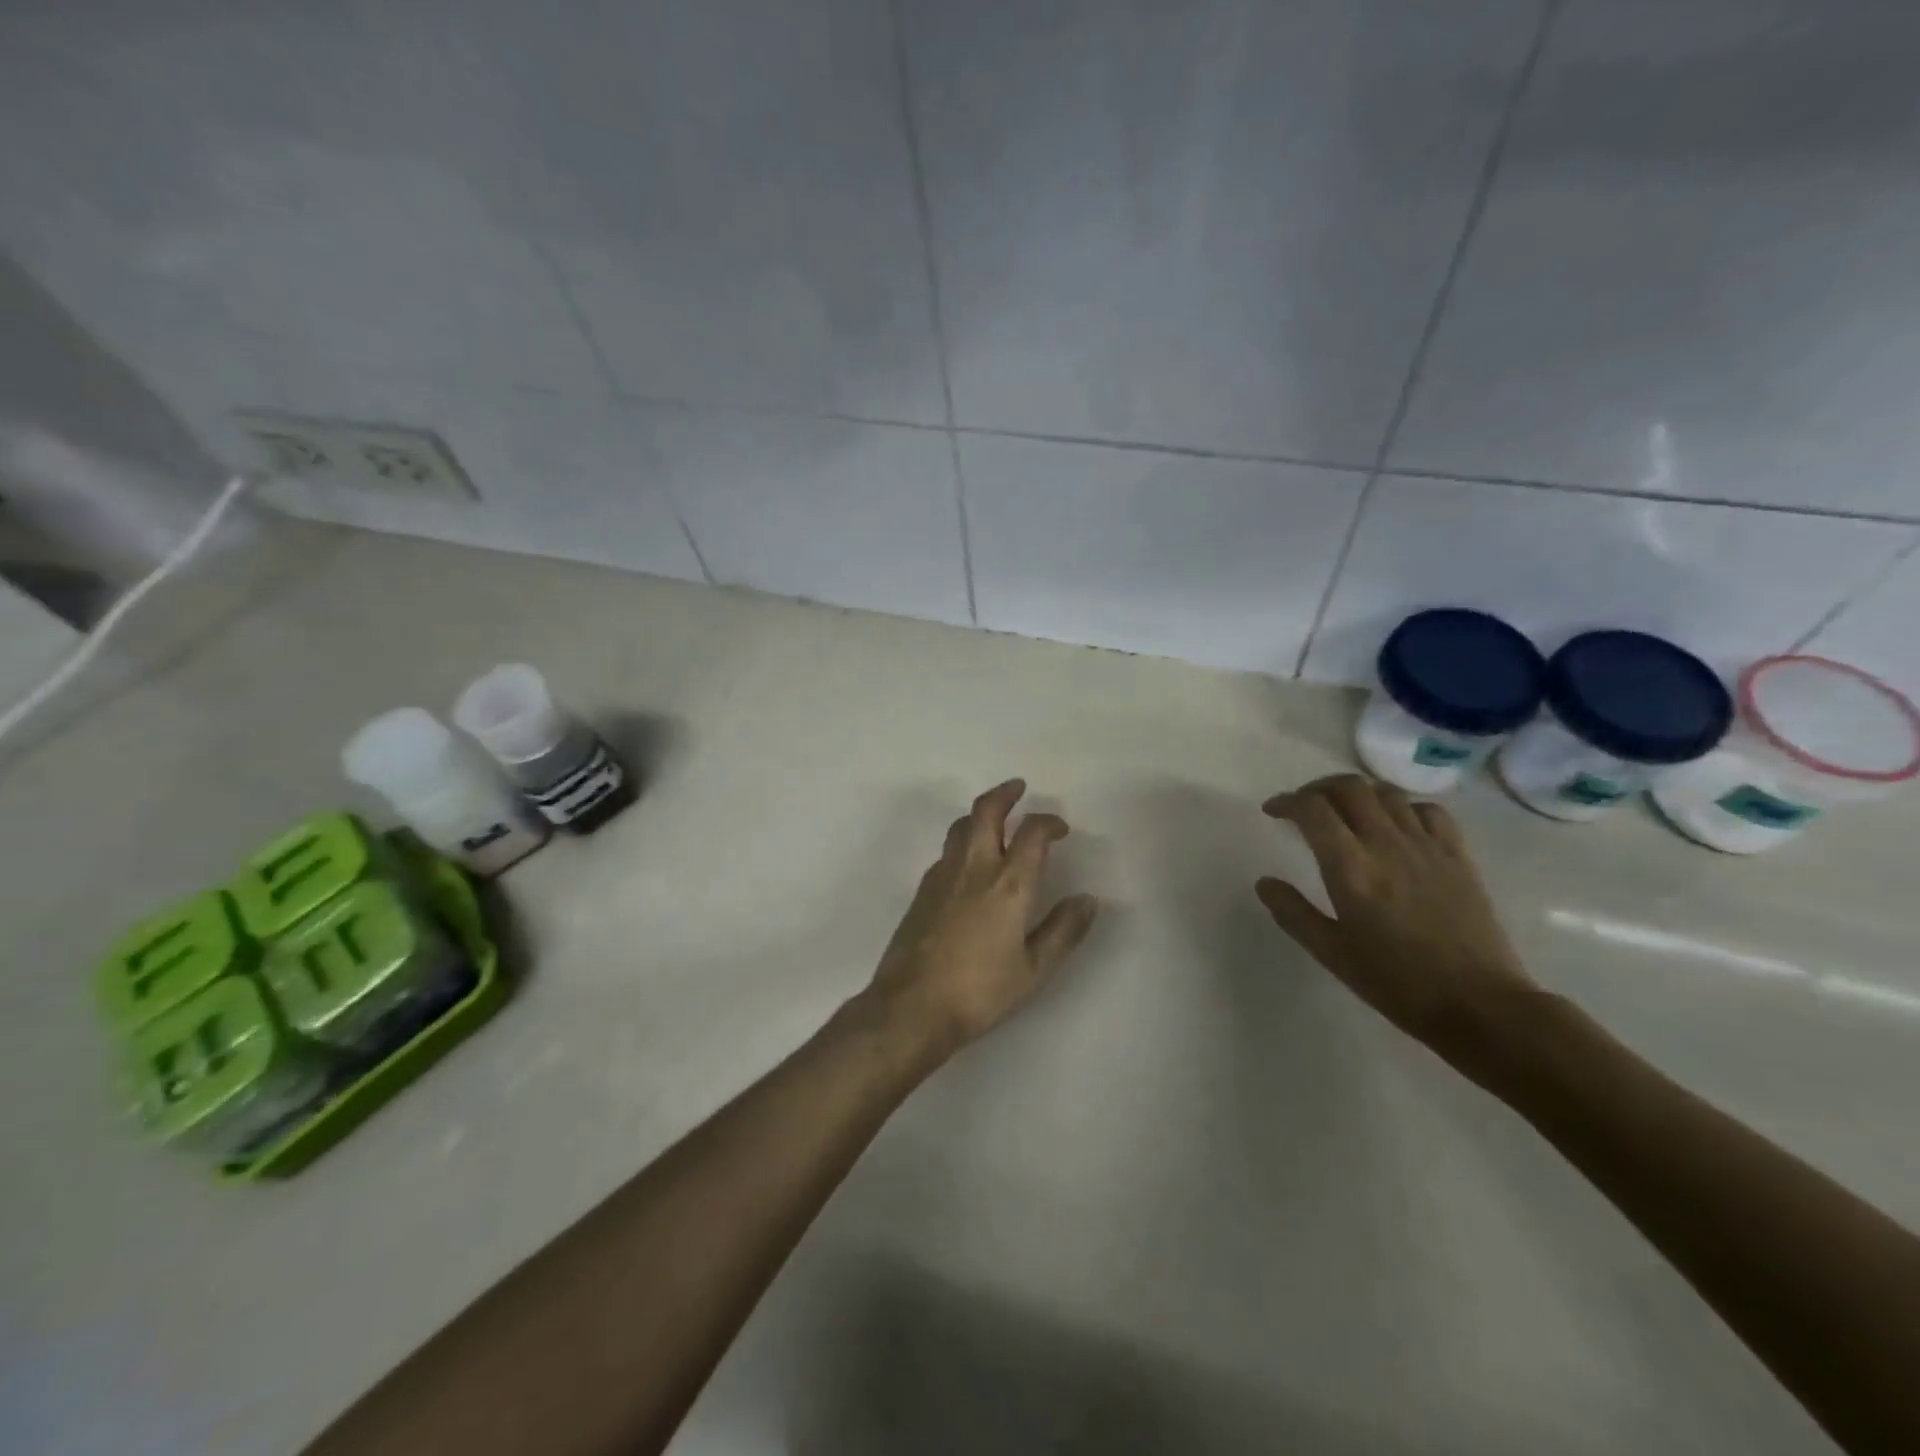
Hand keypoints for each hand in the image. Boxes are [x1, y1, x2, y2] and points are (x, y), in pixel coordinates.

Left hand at [860, 779, 1098, 1060]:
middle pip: (986, 810)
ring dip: (981, 814)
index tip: (1060, 828)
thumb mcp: (1034, 970)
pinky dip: (964, 841)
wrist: (912, 1006)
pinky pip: (947, 850)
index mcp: (1009, 883)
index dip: (1049, 821)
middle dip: (1005, 793)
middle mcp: (975, 867)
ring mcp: (943, 874)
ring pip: (962, 825)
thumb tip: (1088, 900)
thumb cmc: (979, 991)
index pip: (1032, 832)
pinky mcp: (923, 889)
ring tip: (996, 819)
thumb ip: (1063, 931)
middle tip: (1018, 788)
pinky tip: (970, 861)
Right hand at [1255, 775, 1538, 1053]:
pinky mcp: (1457, 856)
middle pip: (1349, 788)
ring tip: (1346, 810)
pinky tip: (1396, 825)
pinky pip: (1429, 810)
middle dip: (1318, 788)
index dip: (1287, 801)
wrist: (1479, 1004)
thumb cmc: (1396, 982)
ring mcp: (1426, 846)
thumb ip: (1293, 912)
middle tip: (1305, 806)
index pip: (1312, 809)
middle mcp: (1386, 844)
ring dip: (1358, 792)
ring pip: (1387, 793)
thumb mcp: (1331, 953)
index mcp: (1350, 868)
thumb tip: (1264, 882)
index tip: (1273, 811)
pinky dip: (1403, 807)